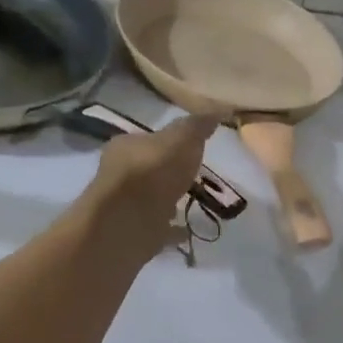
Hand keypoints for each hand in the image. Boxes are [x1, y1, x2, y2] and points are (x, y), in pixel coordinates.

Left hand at [86, 114, 218, 257]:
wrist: (127, 224)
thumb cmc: (152, 173)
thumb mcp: (181, 140)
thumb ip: (198, 126)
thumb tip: (220, 108)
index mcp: (127, 146)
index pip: (150, 139)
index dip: (171, 142)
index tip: (193, 148)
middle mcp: (122, 174)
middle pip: (150, 169)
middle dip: (170, 172)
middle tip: (196, 176)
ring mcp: (127, 207)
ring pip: (153, 199)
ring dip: (170, 200)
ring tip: (195, 203)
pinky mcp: (136, 234)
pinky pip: (159, 229)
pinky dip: (173, 230)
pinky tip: (188, 231)